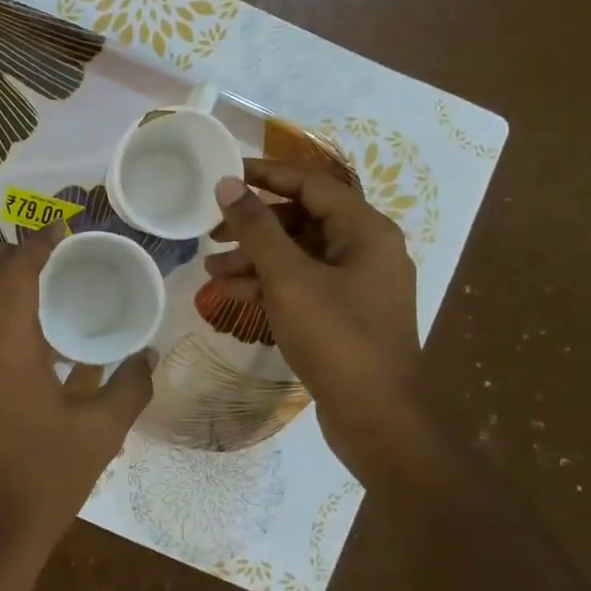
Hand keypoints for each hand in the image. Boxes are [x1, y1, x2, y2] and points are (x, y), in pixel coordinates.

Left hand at [0, 225, 154, 578]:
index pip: (16, 272)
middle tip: (35, 264)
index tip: (59, 228)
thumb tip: (148, 357)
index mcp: (6, 348)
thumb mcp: (100, 436)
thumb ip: (129, 388)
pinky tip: (19, 360)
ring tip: (32, 308)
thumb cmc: (42, 483)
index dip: (38, 242)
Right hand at [208, 159, 419, 445]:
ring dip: (256, 259)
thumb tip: (227, 184)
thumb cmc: (336, 336)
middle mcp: (366, 250)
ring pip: (299, 256)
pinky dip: (270, 285)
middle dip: (255, 225)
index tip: (226, 173)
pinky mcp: (345, 315)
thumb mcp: (289, 278)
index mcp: (365, 230)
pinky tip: (234, 295)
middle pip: (303, 220)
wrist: (378, 417)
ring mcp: (357, 285)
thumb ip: (256, 228)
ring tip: (212, 271)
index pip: (311, 184)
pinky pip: (303, 285)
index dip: (267, 175)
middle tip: (212, 231)